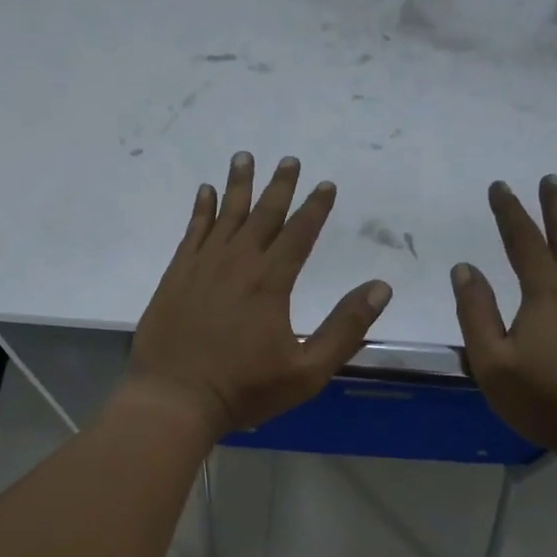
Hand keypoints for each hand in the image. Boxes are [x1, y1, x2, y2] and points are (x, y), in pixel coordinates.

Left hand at [125, 152, 391, 441]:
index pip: (299, 234)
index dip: (315, 208)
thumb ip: (344, 329)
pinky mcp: (176, 276)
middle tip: (289, 159)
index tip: (325, 184)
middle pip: (263, 215)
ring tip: (245, 157)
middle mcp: (237, 263)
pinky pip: (192, 231)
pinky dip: (201, 209)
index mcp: (271, 283)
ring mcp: (202, 267)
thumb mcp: (307, 370)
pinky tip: (206, 192)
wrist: (175, 399)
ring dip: (238, 185)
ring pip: (225, 215)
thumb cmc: (244, 389)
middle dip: (279, 186)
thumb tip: (381, 288)